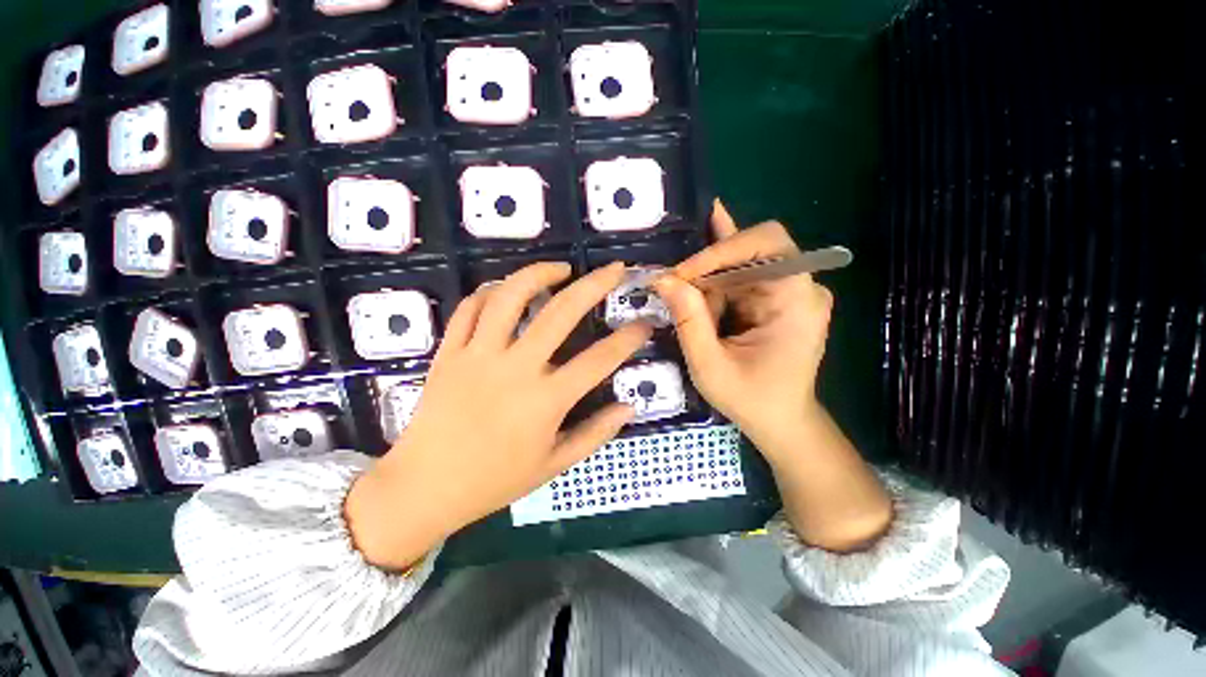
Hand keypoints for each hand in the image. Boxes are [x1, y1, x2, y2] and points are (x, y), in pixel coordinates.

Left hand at [346, 262, 650, 569]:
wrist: (424, 487)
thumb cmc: (494, 480)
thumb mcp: (554, 465)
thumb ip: (596, 433)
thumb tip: (630, 407)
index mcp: (546, 400)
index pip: (600, 359)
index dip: (629, 338)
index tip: (645, 323)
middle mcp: (515, 368)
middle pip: (561, 313)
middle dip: (595, 285)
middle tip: (614, 269)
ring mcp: (478, 355)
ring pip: (510, 297)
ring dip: (539, 274)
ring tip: (561, 268)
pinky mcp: (450, 352)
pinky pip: (471, 308)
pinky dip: (491, 292)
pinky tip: (508, 290)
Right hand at [652, 202, 832, 456]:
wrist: (781, 421)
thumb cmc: (751, 400)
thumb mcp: (711, 366)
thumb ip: (688, 320)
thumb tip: (662, 279)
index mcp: (797, 300)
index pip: (767, 244)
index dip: (721, 250)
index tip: (681, 274)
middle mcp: (801, 287)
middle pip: (754, 247)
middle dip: (710, 261)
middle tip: (674, 277)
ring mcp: (789, 291)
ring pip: (743, 261)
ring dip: (708, 276)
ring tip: (677, 287)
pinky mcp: (775, 298)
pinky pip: (743, 276)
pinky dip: (716, 278)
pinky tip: (698, 262)